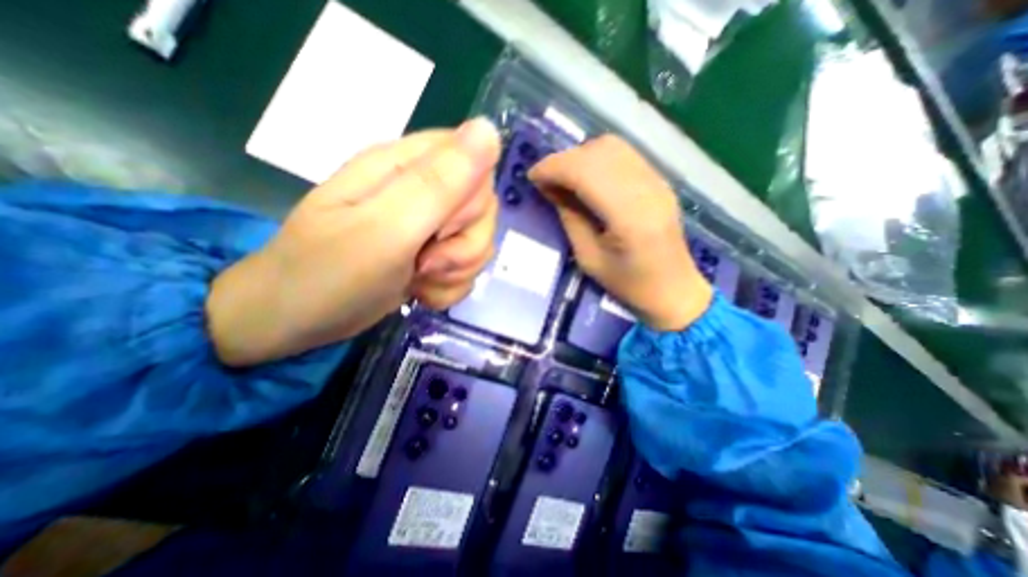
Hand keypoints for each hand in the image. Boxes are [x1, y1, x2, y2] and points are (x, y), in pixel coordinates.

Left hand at [205, 117, 501, 364]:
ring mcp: (429, 227)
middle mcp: (424, 191)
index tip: (441, 229)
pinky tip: (422, 292)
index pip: (475, 164)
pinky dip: (450, 287)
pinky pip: (466, 269)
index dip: (471, 202)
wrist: (295, 320)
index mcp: (407, 166)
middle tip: (426, 262)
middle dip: (465, 246)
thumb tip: (489, 129)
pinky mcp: (433, 256)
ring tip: (419, 279)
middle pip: (484, 209)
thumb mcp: (385, 229)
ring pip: (478, 242)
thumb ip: (439, 183)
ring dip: (458, 271)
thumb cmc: (330, 273)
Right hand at [525, 136, 712, 330]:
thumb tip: (551, 188)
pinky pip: (623, 155)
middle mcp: (647, 188)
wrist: (674, 289)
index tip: (532, 177)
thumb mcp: (589, 258)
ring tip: (564, 179)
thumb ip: (570, 218)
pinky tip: (587, 179)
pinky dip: (597, 159)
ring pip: (612, 146)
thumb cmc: (628, 284)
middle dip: (564, 160)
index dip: (553, 167)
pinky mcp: (659, 180)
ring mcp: (658, 180)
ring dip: (580, 157)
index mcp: (629, 216)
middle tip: (546, 180)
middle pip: (599, 151)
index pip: (586, 171)